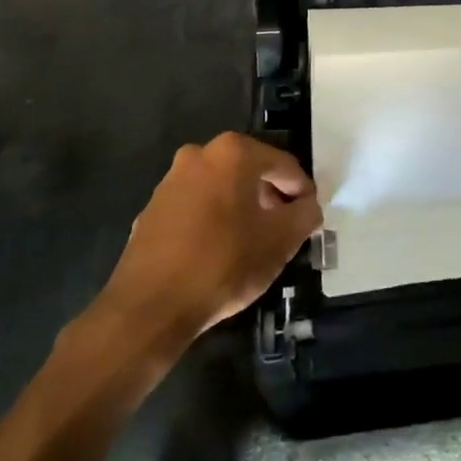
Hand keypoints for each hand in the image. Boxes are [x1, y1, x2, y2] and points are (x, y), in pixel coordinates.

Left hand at [94, 133, 321, 342]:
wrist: (150, 307)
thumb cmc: (224, 263)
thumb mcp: (281, 240)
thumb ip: (305, 215)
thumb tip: (308, 207)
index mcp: (233, 153)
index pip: (283, 165)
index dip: (302, 191)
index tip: (309, 216)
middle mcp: (199, 155)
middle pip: (249, 171)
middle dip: (270, 196)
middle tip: (284, 228)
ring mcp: (170, 181)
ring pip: (220, 188)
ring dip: (240, 207)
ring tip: (252, 242)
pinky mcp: (151, 210)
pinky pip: (195, 208)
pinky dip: (212, 221)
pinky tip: (219, 252)